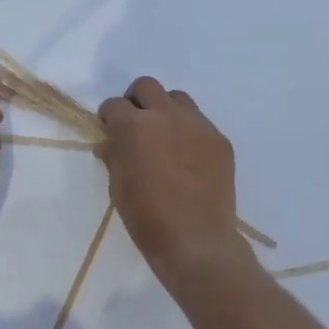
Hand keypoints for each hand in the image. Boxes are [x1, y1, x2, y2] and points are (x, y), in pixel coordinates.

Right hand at [98, 78, 251, 290]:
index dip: (108, 117)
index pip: (114, 105)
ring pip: (177, 98)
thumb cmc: (148, 219)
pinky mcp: (219, 141)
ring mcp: (198, 126)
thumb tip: (109, 144)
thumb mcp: (119, 189)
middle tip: (134, 126)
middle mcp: (167, 116)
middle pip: (147, 87)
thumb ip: (114, 158)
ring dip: (164, 110)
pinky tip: (186, 157)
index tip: (109, 131)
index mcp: (136, 127)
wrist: (197, 241)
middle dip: (135, 102)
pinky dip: (187, 131)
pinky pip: (199, 122)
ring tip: (162, 137)